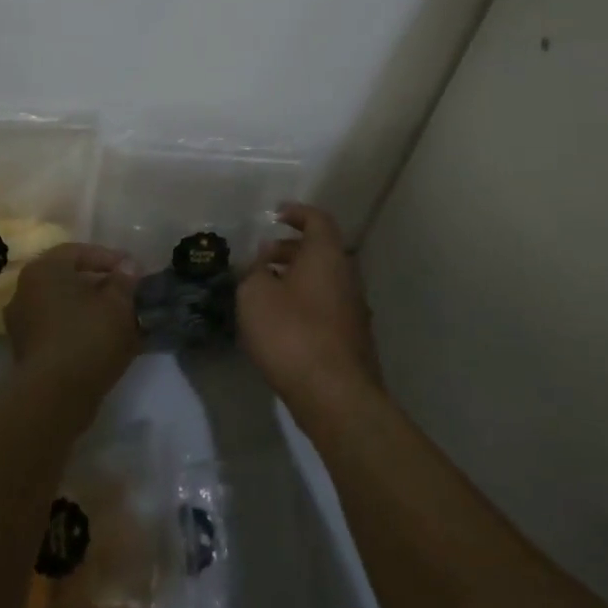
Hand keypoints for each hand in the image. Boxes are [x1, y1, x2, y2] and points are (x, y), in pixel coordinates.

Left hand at [6, 243, 139, 385]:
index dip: (110, 258)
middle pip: (69, 279)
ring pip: (65, 307)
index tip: (135, 270)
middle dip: (102, 285)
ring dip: (93, 310)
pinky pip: (60, 330)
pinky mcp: (28, 351)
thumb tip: (128, 266)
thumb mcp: (118, 303)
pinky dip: (82, 330)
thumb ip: (125, 280)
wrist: (55, 395)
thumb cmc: (87, 337)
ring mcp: (23, 323)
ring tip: (123, 319)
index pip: (78, 251)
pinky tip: (107, 341)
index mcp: (43, 270)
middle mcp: (25, 291)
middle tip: (129, 293)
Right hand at [237, 204, 381, 408]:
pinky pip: (325, 304)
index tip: (275, 213)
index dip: (296, 213)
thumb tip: (260, 268)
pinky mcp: (351, 337)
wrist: (334, 394)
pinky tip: (280, 321)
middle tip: (260, 257)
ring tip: (264, 290)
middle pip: (320, 250)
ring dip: (295, 277)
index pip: (317, 220)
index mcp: (326, 256)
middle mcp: (346, 275)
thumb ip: (253, 273)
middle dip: (289, 248)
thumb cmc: (291, 334)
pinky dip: (303, 301)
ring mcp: (353, 308)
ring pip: (323, 279)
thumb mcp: (254, 296)